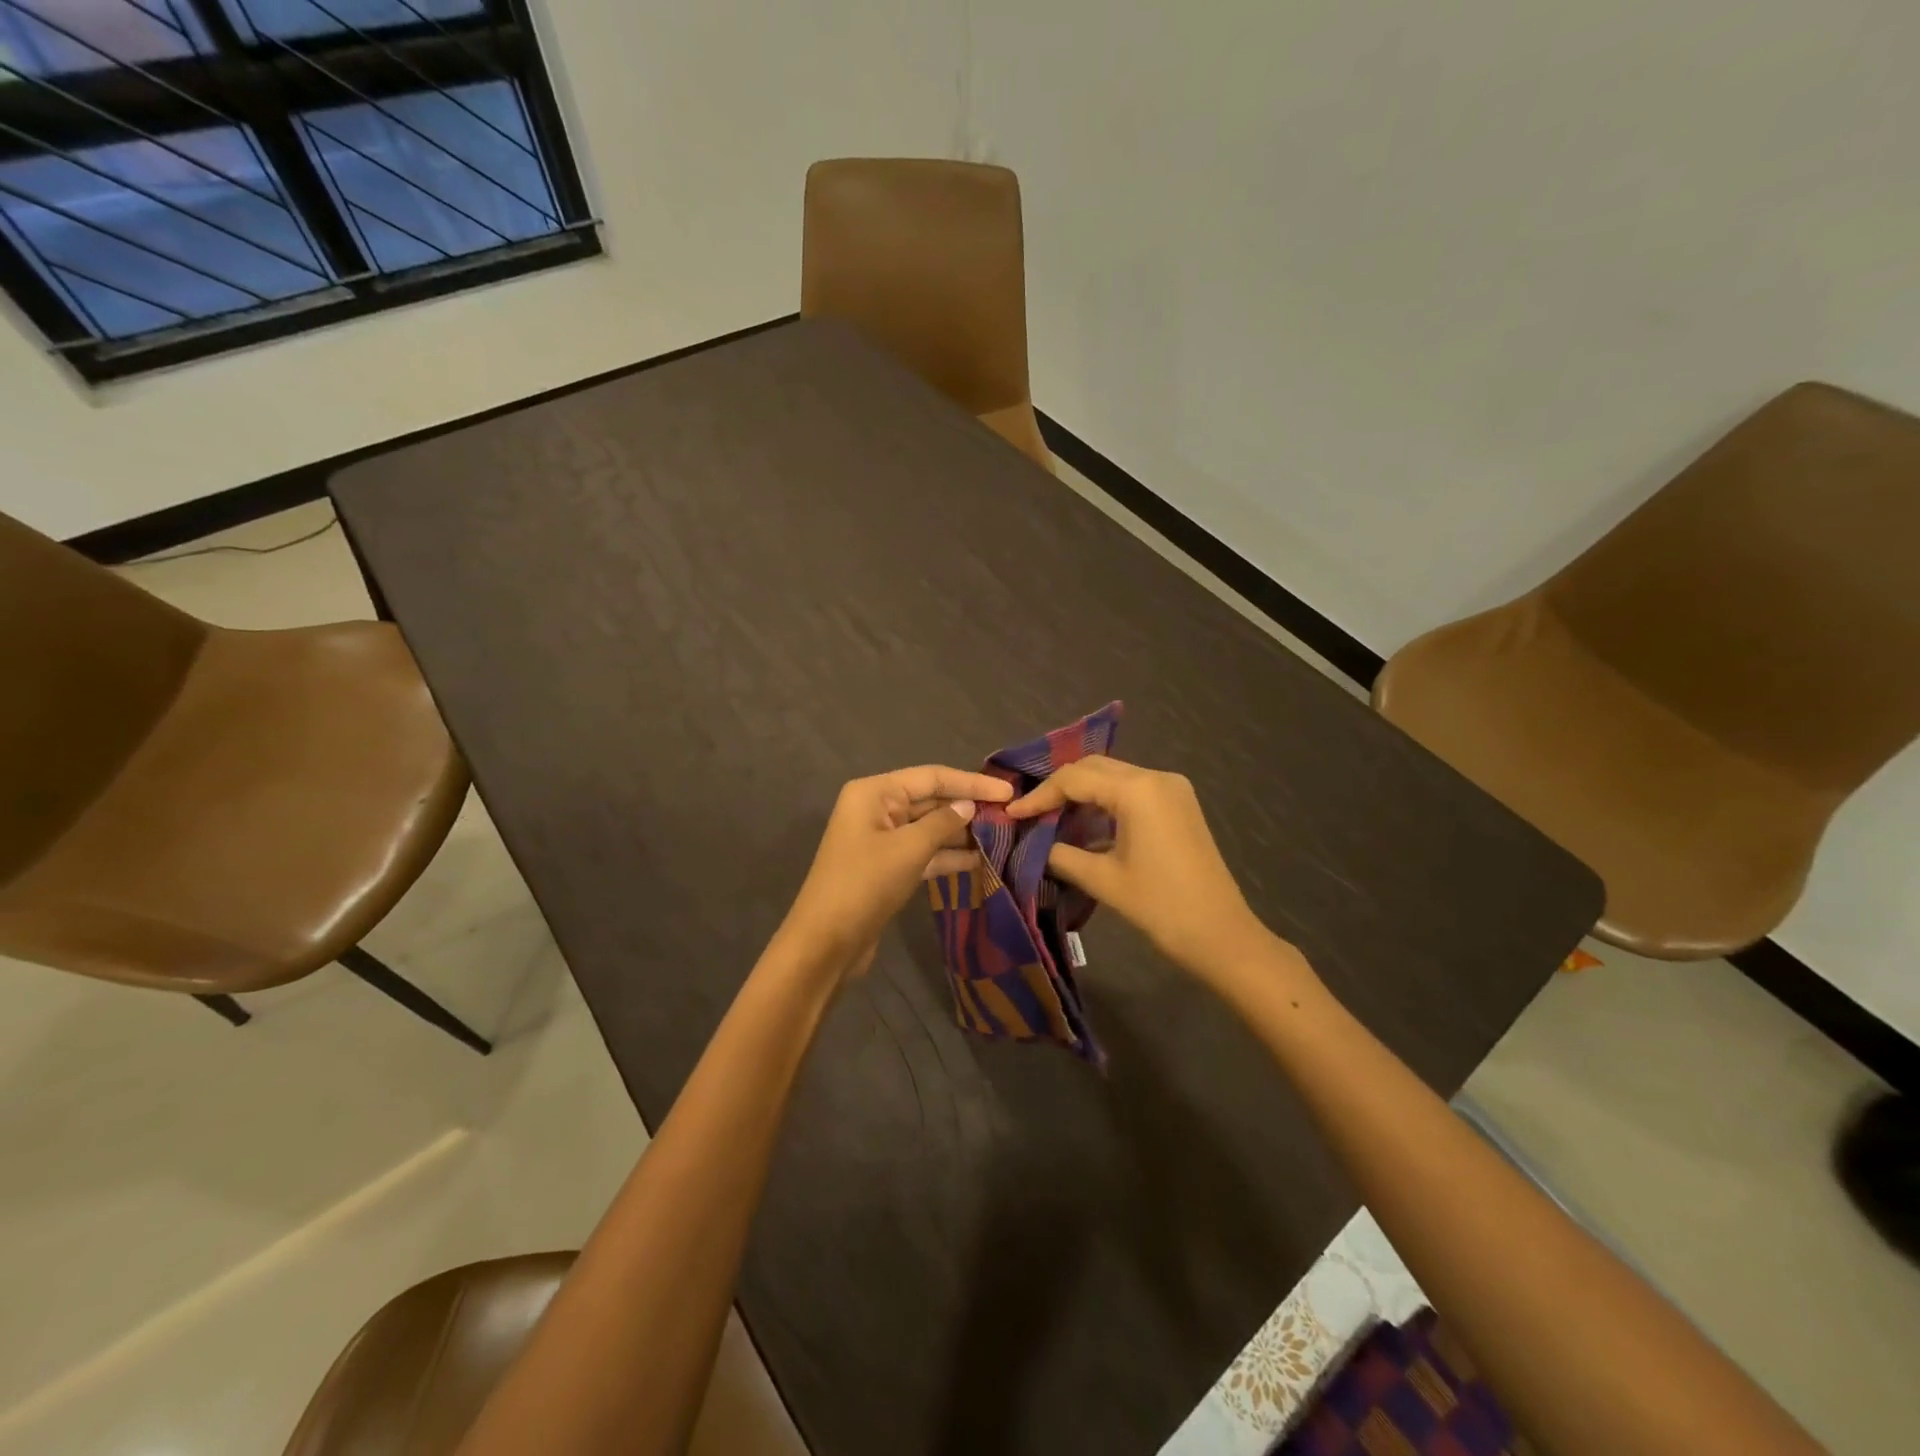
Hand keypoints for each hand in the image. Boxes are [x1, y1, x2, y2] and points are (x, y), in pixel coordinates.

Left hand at [779, 765, 1013, 973]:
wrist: (826, 942)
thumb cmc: (866, 883)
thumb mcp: (909, 848)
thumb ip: (943, 822)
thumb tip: (969, 806)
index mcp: (875, 792)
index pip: (932, 777)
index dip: (971, 783)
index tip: (1007, 792)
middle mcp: (876, 809)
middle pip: (930, 800)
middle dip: (967, 808)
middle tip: (1010, 815)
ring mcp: (881, 840)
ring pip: (929, 828)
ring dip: (962, 834)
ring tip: (1002, 837)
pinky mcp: (887, 868)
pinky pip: (923, 853)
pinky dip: (948, 856)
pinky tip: (980, 862)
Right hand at [1007, 757, 1271, 979]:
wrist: (1222, 936)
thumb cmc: (1160, 907)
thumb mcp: (1103, 879)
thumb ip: (1062, 855)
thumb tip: (1035, 844)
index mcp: (1138, 789)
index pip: (1075, 778)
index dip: (1040, 795)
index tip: (1012, 814)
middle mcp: (1156, 777)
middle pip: (1094, 768)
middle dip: (1059, 787)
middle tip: (1029, 812)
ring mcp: (1172, 790)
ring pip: (1113, 778)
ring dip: (1082, 794)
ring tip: (1049, 818)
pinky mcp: (1179, 806)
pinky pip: (1132, 792)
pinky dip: (1105, 803)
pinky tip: (1083, 826)